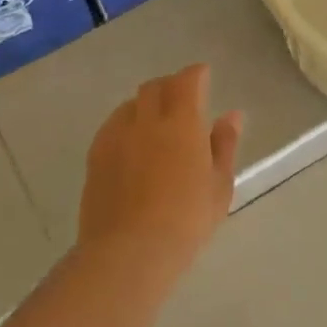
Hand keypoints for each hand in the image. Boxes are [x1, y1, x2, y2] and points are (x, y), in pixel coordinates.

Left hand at [78, 64, 243, 290]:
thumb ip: (224, 145)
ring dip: (146, 104)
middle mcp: (146, 119)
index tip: (204, 76)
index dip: (196, 74)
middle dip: (170, 86)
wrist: (129, 251)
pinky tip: (133, 144)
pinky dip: (126, 124)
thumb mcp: (219, 185)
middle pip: (155, 87)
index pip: (187, 81)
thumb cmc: (186, 220)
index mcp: (182, 122)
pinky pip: (112, 125)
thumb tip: (232, 115)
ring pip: (131, 104)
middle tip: (183, 100)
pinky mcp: (95, 155)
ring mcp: (116, 135)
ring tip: (157, 122)